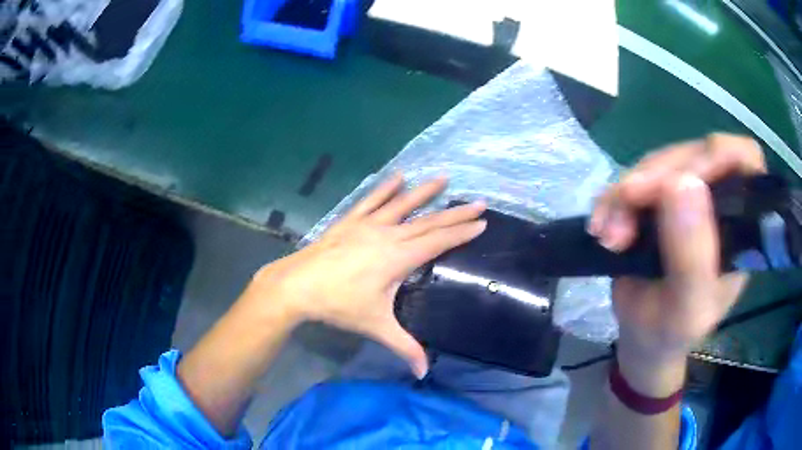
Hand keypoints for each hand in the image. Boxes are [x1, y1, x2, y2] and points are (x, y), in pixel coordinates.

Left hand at [250, 174, 485, 377]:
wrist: (296, 286)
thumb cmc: (338, 305)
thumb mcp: (376, 326)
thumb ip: (404, 347)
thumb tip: (423, 373)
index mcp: (398, 258)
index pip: (438, 242)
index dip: (461, 232)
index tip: (482, 222)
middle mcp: (387, 235)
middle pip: (428, 222)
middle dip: (455, 213)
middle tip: (478, 202)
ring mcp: (367, 225)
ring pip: (402, 204)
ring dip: (424, 192)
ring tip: (443, 178)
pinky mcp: (349, 221)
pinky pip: (371, 200)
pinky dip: (385, 188)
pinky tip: (397, 175)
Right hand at [588, 134, 765, 384]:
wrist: (641, 336)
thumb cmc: (671, 331)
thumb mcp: (686, 309)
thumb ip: (693, 258)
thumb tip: (683, 184)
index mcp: (742, 225)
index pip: (744, 160)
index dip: (717, 156)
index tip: (681, 182)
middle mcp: (720, 200)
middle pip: (694, 154)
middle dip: (656, 180)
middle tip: (625, 215)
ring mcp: (690, 195)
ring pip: (660, 163)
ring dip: (627, 193)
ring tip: (609, 235)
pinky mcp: (661, 197)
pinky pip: (636, 177)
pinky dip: (614, 197)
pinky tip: (602, 226)